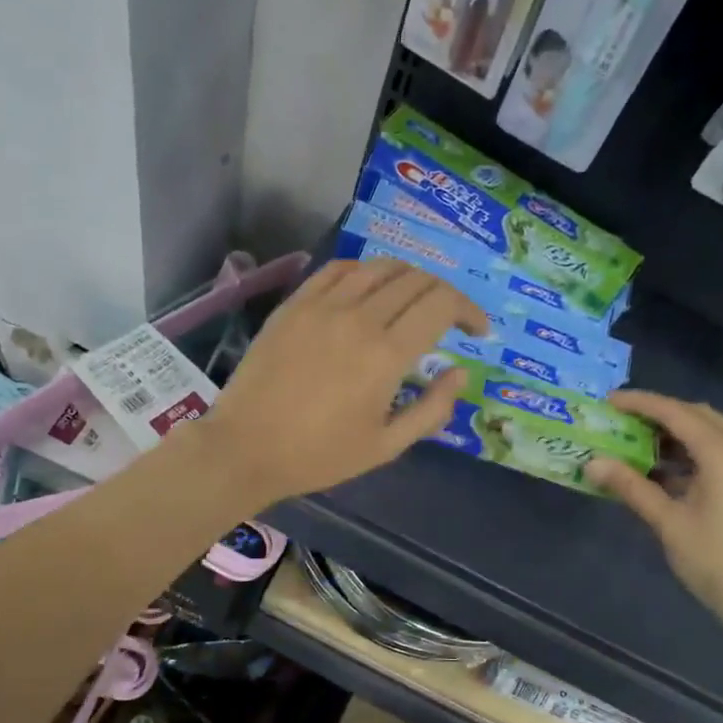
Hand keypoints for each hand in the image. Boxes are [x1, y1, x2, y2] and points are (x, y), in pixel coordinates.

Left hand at [196, 259, 486, 508]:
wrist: (245, 447)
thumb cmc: (318, 455)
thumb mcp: (385, 447)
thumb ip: (431, 409)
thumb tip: (460, 373)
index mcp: (386, 354)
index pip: (442, 304)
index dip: (469, 311)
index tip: (477, 331)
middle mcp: (358, 317)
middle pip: (416, 280)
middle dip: (444, 294)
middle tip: (448, 320)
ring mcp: (322, 305)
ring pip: (379, 267)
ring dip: (408, 278)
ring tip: (412, 302)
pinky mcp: (294, 303)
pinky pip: (338, 269)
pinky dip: (365, 272)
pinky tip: (368, 291)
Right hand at [585, 390, 722, 649]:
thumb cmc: (720, 564)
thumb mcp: (669, 524)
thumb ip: (631, 487)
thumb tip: (593, 463)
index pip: (676, 412)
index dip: (640, 403)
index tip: (608, 401)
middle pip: (699, 415)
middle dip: (660, 415)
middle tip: (622, 424)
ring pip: (717, 433)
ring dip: (680, 435)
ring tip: (642, 450)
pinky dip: (700, 453)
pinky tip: (675, 474)